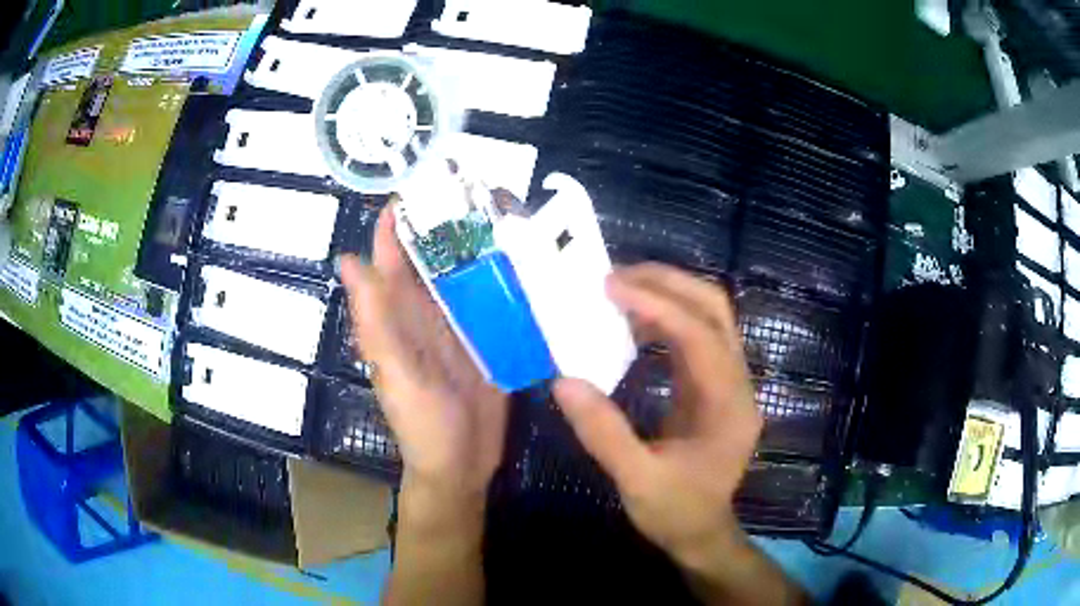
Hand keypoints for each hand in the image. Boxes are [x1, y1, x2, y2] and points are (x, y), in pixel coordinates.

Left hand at [340, 203, 508, 504]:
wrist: (463, 465)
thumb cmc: (421, 424)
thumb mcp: (395, 373)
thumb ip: (374, 321)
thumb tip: (347, 259)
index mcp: (402, 311)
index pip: (398, 250)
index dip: (406, 214)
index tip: (430, 177)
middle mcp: (432, 308)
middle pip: (442, 252)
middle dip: (460, 216)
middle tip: (490, 187)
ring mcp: (467, 321)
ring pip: (475, 269)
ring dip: (492, 241)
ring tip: (521, 212)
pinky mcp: (497, 337)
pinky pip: (503, 298)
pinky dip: (516, 276)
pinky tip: (540, 257)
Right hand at [554, 263, 791, 602]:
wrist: (702, 533)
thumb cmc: (676, 512)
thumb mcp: (637, 481)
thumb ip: (604, 434)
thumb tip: (563, 381)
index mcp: (728, 406)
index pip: (700, 336)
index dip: (657, 305)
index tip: (611, 286)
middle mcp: (737, 383)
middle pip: (715, 310)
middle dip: (668, 283)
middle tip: (616, 276)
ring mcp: (729, 381)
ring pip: (708, 316)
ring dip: (667, 294)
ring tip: (619, 289)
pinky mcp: (713, 385)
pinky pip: (694, 336)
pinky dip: (664, 318)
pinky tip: (632, 322)